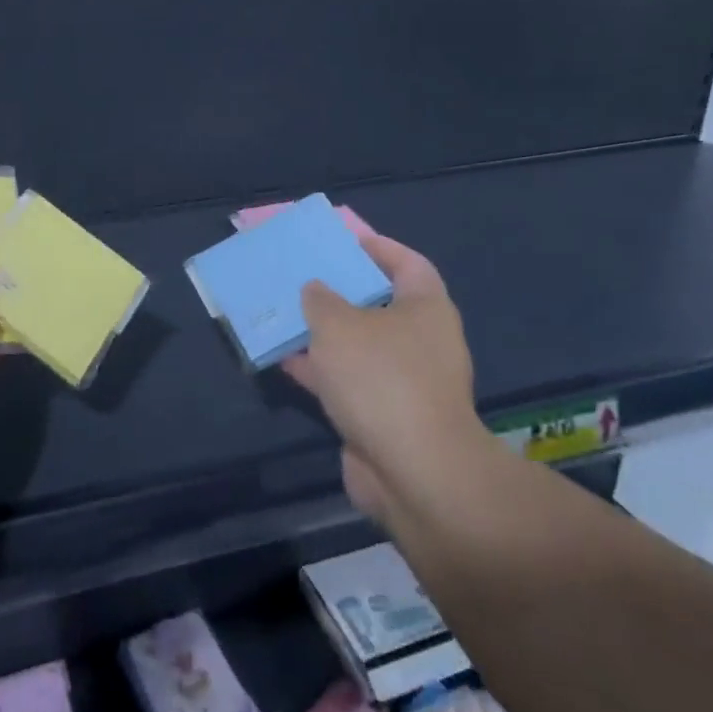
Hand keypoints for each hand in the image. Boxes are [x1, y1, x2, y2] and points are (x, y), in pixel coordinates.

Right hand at [284, 234, 493, 526]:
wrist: (412, 470)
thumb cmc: (380, 377)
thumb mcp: (338, 324)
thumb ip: (320, 300)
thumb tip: (316, 291)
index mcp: (426, 307)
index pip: (407, 263)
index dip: (379, 248)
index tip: (345, 241)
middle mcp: (422, 341)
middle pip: (379, 305)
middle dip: (342, 293)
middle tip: (306, 278)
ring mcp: (406, 382)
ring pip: (359, 347)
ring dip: (325, 335)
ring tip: (286, 316)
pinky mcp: (386, 417)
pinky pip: (349, 382)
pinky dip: (322, 372)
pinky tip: (288, 361)